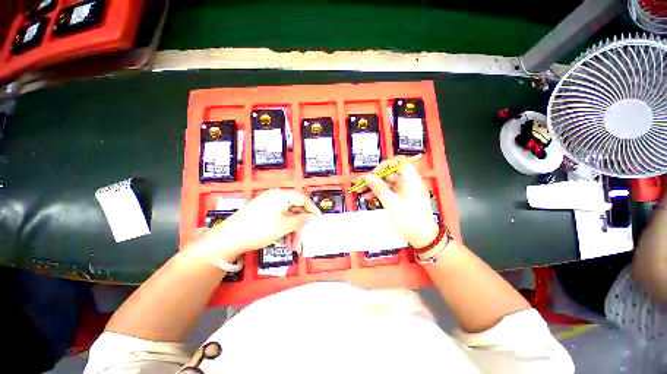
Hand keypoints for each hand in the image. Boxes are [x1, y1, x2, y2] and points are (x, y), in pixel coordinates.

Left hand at [193, 189, 320, 258]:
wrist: (229, 238)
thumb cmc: (260, 229)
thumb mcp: (284, 226)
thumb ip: (300, 220)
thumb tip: (310, 217)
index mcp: (282, 195)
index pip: (303, 199)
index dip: (312, 209)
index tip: (318, 219)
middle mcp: (275, 196)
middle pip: (295, 208)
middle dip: (300, 225)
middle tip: (303, 238)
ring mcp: (267, 204)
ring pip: (287, 215)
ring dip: (292, 229)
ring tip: (293, 245)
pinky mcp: (262, 211)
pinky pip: (278, 218)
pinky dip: (283, 228)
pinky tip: (284, 241)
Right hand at [359, 156, 438, 248]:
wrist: (423, 237)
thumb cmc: (410, 219)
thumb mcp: (391, 203)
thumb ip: (379, 188)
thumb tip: (368, 177)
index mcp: (411, 179)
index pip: (398, 162)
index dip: (384, 165)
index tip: (373, 173)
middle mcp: (410, 182)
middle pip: (391, 173)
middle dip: (376, 177)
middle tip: (362, 183)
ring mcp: (407, 190)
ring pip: (389, 182)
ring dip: (376, 185)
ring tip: (363, 191)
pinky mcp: (404, 198)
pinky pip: (390, 190)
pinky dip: (381, 192)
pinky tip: (370, 196)